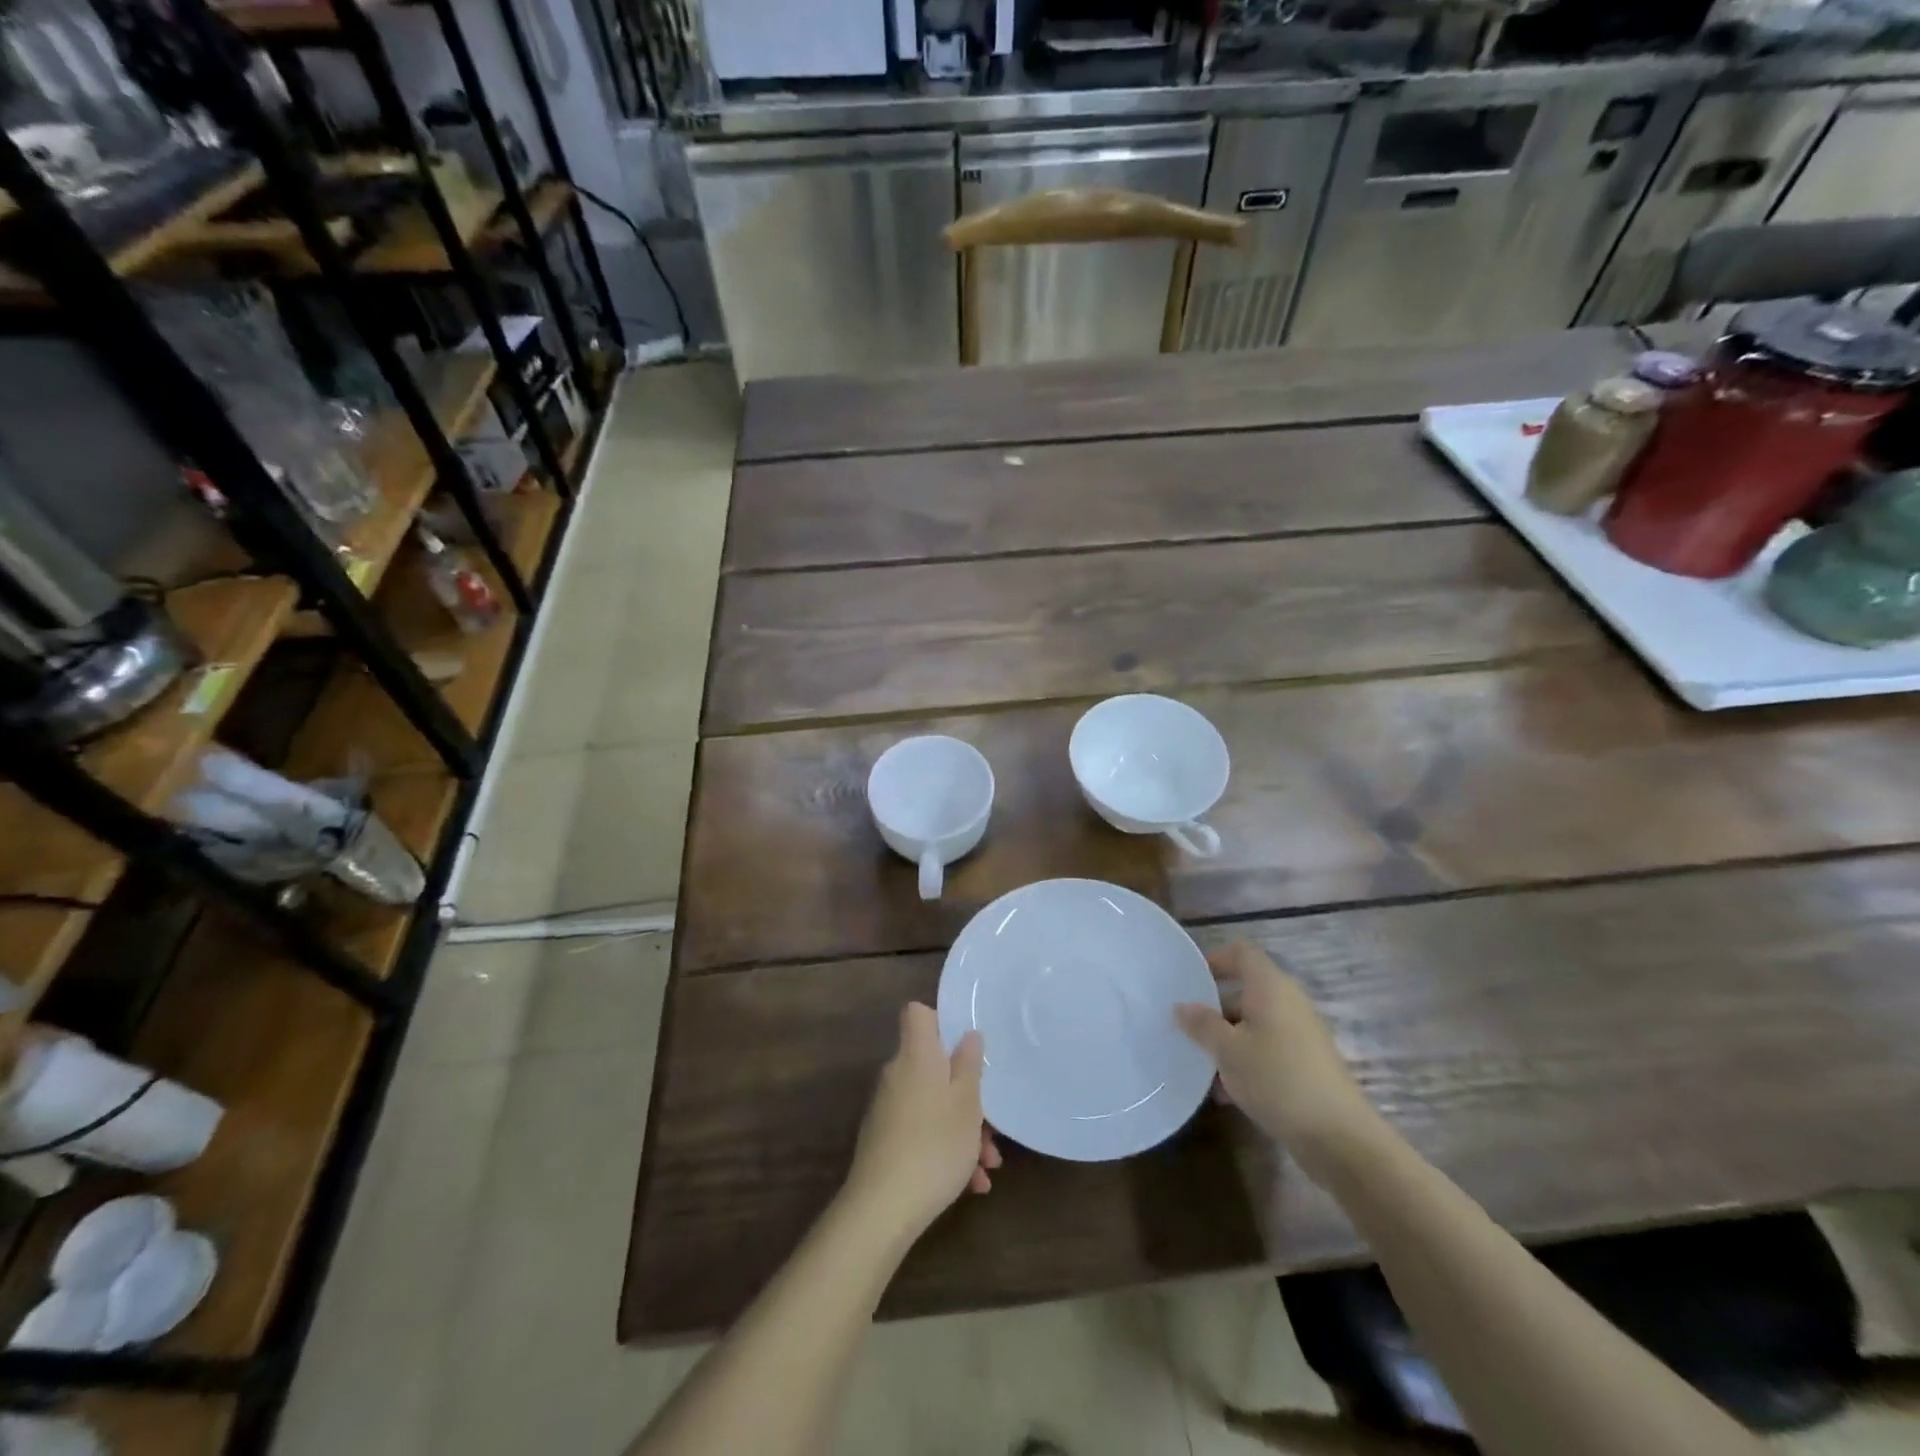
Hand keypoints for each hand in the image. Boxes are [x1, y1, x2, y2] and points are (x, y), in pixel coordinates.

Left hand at [843, 1003, 1000, 1241]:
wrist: (882, 1209)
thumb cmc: (934, 1144)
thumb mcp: (967, 1103)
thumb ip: (969, 1065)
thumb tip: (967, 1034)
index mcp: (916, 1055)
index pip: (918, 1014)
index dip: (941, 1021)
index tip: (966, 1045)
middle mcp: (897, 1074)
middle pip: (933, 1066)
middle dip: (967, 1093)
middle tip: (992, 1126)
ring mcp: (888, 1108)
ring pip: (933, 1104)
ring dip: (962, 1129)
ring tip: (988, 1166)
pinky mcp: (885, 1141)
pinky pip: (922, 1131)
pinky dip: (945, 1149)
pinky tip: (971, 1184)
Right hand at [1174, 942, 1382, 1176]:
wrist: (1338, 1137)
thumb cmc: (1277, 1078)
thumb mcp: (1228, 1050)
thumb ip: (1201, 1025)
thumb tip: (1181, 1007)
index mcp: (1270, 987)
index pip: (1242, 953)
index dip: (1216, 958)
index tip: (1190, 980)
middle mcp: (1288, 1002)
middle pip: (1246, 990)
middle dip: (1214, 1006)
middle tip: (1186, 1025)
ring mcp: (1300, 1034)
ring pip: (1254, 1024)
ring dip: (1227, 1038)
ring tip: (1200, 1062)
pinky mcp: (1306, 1064)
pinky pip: (1267, 1049)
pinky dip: (1245, 1060)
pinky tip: (1225, 1092)